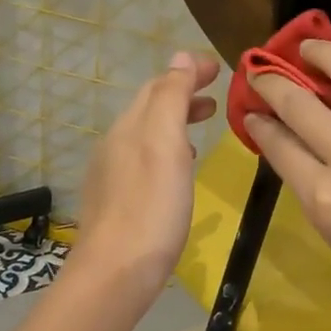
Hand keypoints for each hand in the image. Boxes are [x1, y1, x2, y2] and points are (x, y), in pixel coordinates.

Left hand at [69, 50, 220, 300]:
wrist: (115, 273)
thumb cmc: (151, 206)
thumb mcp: (166, 144)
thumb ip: (172, 98)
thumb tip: (180, 57)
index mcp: (129, 126)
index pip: (159, 85)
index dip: (188, 72)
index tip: (219, 68)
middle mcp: (115, 144)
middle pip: (150, 108)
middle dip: (182, 95)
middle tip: (216, 99)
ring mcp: (112, 175)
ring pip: (147, 134)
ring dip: (176, 122)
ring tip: (203, 126)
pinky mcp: (115, 202)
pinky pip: (143, 160)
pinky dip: (167, 151)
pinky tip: (179, 170)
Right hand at [245, 41, 330, 330]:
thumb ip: (315, 191)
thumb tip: (298, 151)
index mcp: (325, 198)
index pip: (278, 143)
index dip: (258, 122)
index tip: (252, 111)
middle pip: (299, 102)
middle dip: (272, 82)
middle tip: (263, 72)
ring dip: (324, 56)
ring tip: (313, 51)